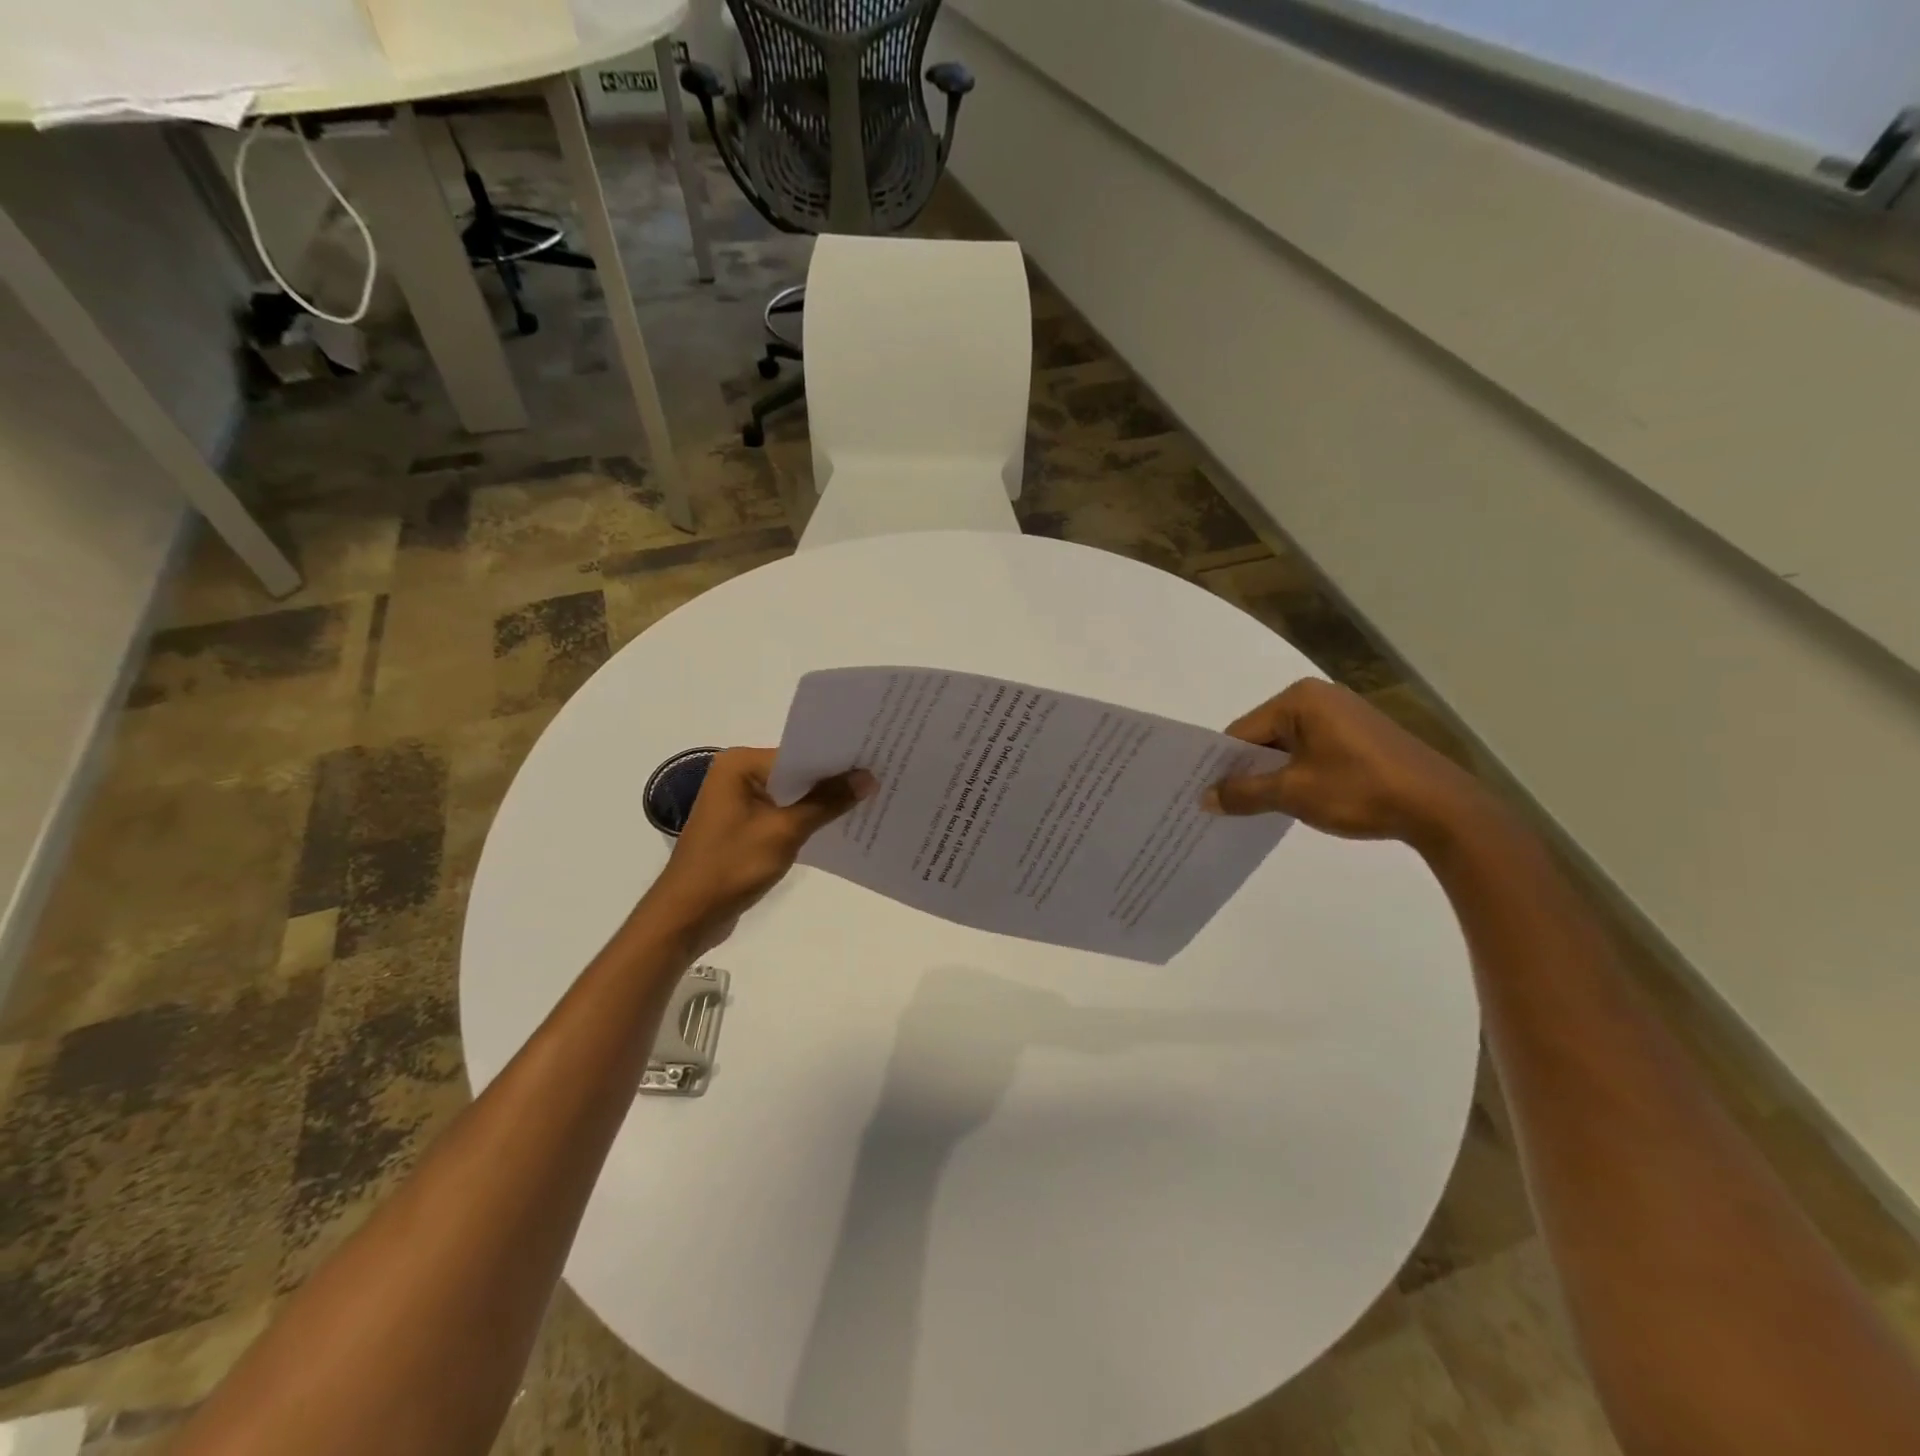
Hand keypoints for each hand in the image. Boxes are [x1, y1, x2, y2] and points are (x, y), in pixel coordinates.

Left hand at [641, 748, 873, 950]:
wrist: (686, 916)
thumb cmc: (731, 865)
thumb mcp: (785, 831)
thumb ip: (827, 802)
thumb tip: (868, 777)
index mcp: (739, 765)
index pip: (798, 753)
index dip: (836, 760)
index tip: (875, 761)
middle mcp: (736, 775)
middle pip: (796, 773)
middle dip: (832, 781)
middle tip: (880, 779)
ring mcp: (738, 802)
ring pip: (791, 795)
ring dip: (821, 803)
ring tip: (868, 802)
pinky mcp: (742, 827)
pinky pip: (782, 815)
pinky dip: (805, 820)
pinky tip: (837, 827)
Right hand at [1203, 679, 1493, 852]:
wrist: (1441, 808)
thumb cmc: (1360, 790)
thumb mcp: (1293, 793)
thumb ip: (1244, 793)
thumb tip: (1204, 798)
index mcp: (1299, 699)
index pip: (1242, 731)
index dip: (1222, 765)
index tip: (1206, 795)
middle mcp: (1319, 697)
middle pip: (1263, 736)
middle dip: (1247, 770)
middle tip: (1225, 804)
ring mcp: (1343, 715)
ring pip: (1287, 745)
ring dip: (1272, 774)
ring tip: (1257, 807)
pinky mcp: (1360, 735)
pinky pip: (1312, 750)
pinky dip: (1298, 773)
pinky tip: (1295, 799)